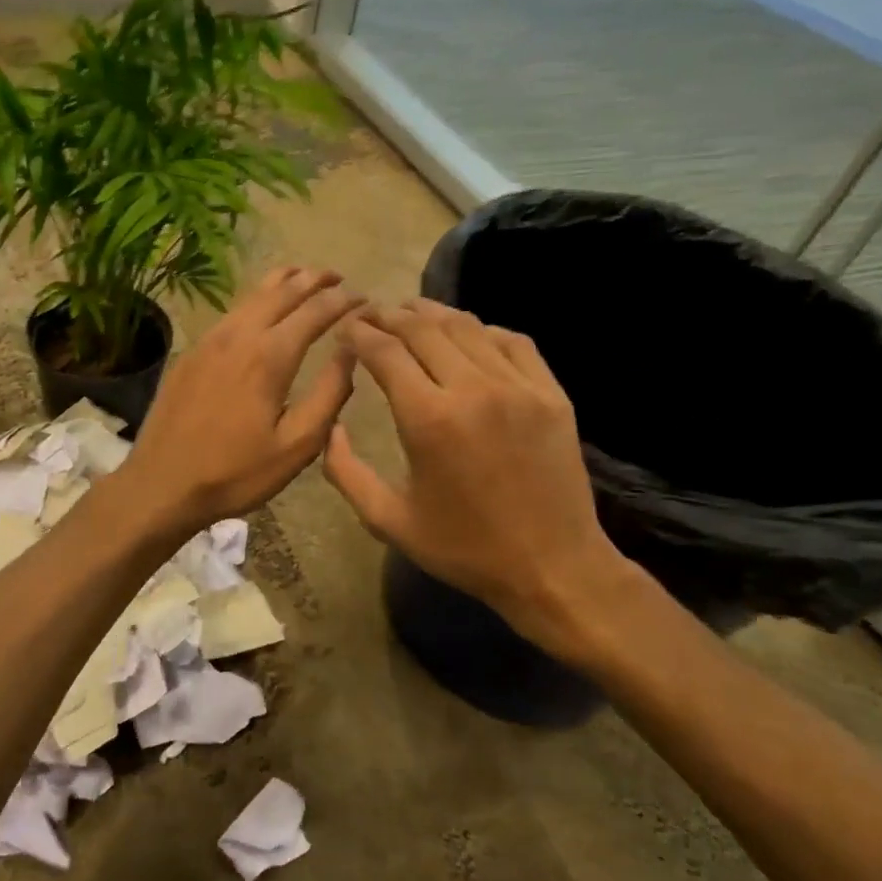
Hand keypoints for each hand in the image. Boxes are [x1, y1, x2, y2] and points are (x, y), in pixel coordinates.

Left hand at [126, 267, 361, 531]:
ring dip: (283, 282)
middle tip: (339, 277)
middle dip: (314, 279)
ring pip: (252, 294)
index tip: (365, 298)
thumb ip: (330, 395)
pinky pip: (231, 311)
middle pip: (282, 290)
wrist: (161, 484)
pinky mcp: (191, 352)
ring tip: (304, 279)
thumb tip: (351, 352)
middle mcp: (239, 335)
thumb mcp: (296, 446)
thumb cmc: (235, 473)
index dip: (344, 300)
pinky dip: (256, 299)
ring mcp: (209, 340)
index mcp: (270, 356)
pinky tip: (262, 311)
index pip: (316, 310)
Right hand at [323, 299, 632, 664]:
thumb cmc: (464, 548)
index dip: (359, 333)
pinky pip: (512, 341)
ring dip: (432, 314)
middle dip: (389, 315)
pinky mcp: (551, 393)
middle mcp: (473, 389)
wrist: (553, 567)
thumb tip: (329, 427)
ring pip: (467, 326)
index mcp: (428, 419)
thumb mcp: (388, 520)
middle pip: (422, 328)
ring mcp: (518, 386)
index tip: (345, 328)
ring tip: (410, 313)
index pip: (384, 351)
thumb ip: (345, 472)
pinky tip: (467, 335)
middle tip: (371, 314)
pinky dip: (482, 330)